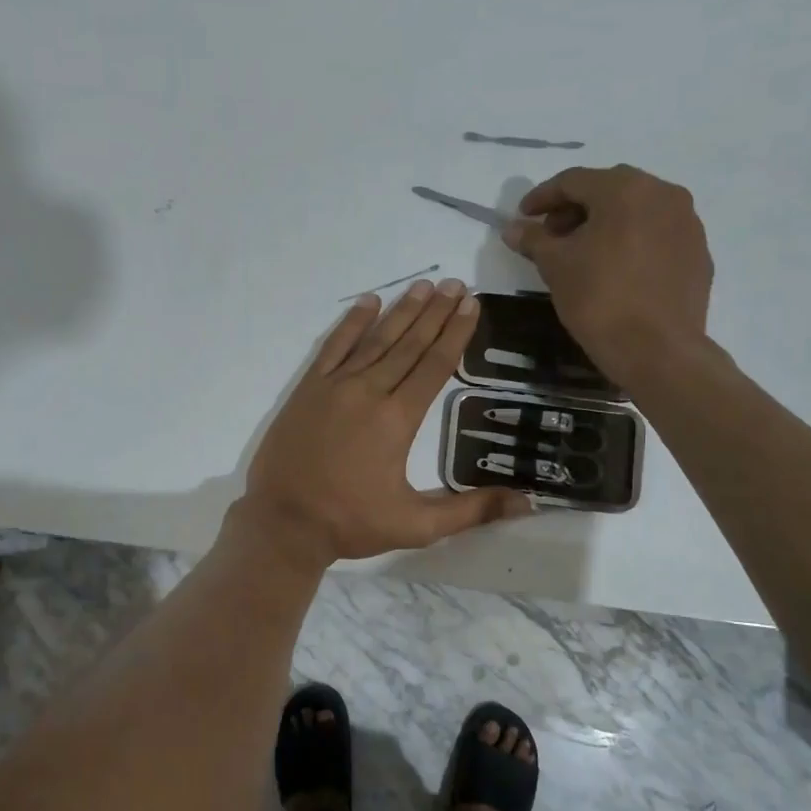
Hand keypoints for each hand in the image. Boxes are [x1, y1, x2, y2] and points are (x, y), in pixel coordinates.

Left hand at [238, 278, 531, 566]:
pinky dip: (351, 323)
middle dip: (435, 313)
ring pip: (375, 340)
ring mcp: (334, 386)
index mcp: (397, 419)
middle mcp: (368, 392)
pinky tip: (368, 302)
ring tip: (424, 286)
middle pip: (409, 344)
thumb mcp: (417, 526)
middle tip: (456, 284)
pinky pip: (333, 346)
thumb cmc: (351, 523)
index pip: (434, 366)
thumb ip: (471, 511)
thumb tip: (527, 504)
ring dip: (401, 311)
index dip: (455, 334)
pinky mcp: (308, 389)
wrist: (283, 521)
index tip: (471, 305)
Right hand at [503, 164, 714, 395]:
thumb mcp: (555, 266)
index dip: (542, 197)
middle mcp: (663, 194)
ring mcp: (687, 223)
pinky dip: (631, 240)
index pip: (574, 181)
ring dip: (605, 223)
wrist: (657, 350)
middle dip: (575, 208)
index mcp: (626, 190)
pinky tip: (615, 268)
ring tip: (582, 252)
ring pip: (637, 210)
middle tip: (551, 235)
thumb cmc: (600, 299)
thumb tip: (514, 228)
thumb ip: (533, 240)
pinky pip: (657, 234)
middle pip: (609, 190)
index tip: (523, 217)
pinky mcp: (698, 252)